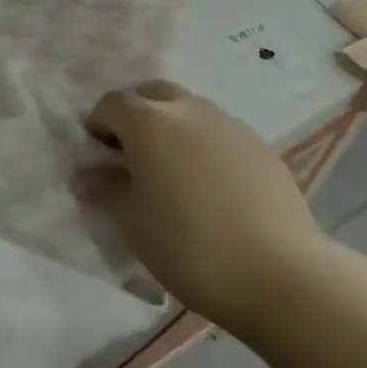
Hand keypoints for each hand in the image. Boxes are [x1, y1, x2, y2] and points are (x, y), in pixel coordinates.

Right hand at [75, 80, 325, 324]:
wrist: (282, 274)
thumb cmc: (190, 246)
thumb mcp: (133, 223)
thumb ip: (105, 190)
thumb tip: (84, 174)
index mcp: (149, 122)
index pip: (112, 103)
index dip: (98, 124)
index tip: (96, 154)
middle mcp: (188, 109)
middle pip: (152, 93)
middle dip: (135, 113)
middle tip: (131, 153)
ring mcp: (229, 124)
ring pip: (189, 109)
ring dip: (171, 125)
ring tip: (172, 170)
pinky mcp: (260, 145)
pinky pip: (219, 131)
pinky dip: (204, 144)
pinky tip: (210, 186)